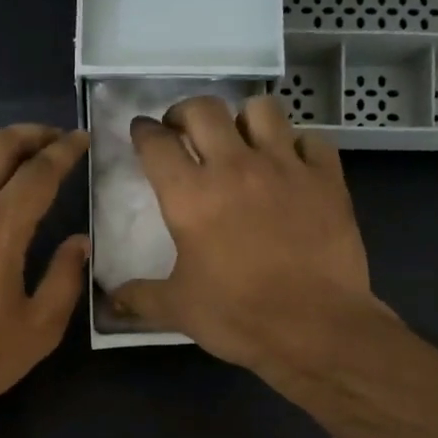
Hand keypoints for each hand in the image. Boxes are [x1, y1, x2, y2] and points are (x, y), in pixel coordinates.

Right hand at [111, 95, 387, 374]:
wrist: (314, 327)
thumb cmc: (238, 316)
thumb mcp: (178, 310)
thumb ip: (140, 297)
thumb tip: (110, 300)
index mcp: (190, 196)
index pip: (157, 143)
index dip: (144, 131)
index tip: (142, 131)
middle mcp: (235, 167)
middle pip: (203, 110)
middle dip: (185, 112)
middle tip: (182, 130)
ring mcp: (285, 166)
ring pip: (260, 110)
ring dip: (242, 119)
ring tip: (239, 140)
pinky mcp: (326, 178)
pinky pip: (310, 140)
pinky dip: (296, 146)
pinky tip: (290, 166)